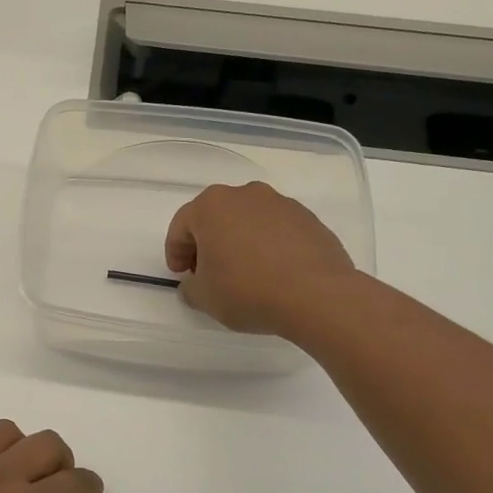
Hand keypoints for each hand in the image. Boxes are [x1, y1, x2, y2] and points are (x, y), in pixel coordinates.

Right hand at [166, 181, 357, 337]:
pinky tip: (273, 273)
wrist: (317, 295)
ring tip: (244, 274)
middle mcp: (244, 194)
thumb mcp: (204, 298)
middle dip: (207, 243)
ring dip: (239, 242)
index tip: (181, 275)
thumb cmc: (247, 290)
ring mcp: (280, 203)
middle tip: (208, 273)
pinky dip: (268, 246)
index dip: (175, 252)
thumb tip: (195, 283)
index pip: (181, 226)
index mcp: (211, 206)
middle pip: (215, 217)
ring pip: (247, 220)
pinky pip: (276, 230)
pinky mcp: (308, 218)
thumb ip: (190, 288)